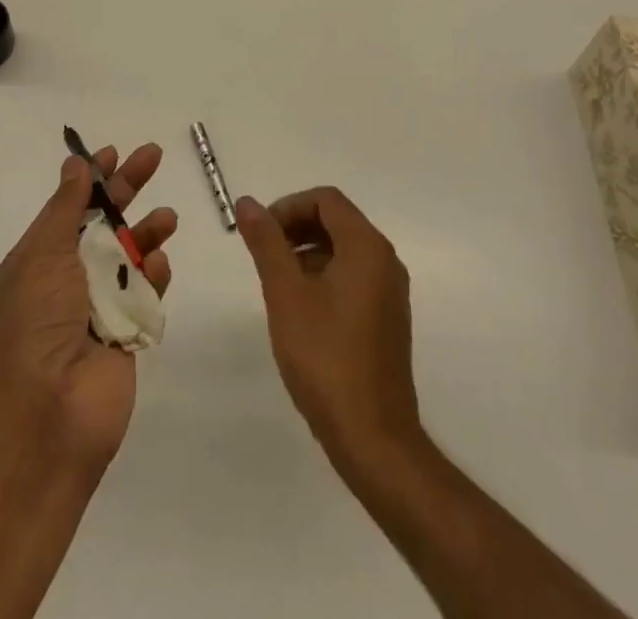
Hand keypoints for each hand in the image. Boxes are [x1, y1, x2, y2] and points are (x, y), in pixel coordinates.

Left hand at [0, 145, 176, 472]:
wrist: (48, 415)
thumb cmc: (36, 324)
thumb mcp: (43, 254)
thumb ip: (66, 208)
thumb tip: (76, 165)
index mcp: (40, 259)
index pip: (70, 206)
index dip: (91, 178)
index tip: (113, 152)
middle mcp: (69, 279)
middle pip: (105, 222)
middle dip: (128, 188)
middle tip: (154, 156)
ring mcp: (100, 307)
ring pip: (131, 255)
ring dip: (148, 232)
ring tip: (168, 218)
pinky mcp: (128, 334)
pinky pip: (146, 293)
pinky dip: (154, 275)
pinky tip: (160, 265)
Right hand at [236, 187, 420, 459]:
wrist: (373, 438)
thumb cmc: (325, 357)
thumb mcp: (285, 294)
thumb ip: (266, 243)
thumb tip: (247, 202)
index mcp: (367, 247)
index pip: (326, 200)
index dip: (288, 207)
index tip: (261, 233)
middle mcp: (385, 261)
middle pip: (336, 221)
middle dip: (296, 228)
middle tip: (264, 255)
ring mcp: (390, 292)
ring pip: (343, 251)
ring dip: (307, 253)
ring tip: (276, 285)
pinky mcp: (387, 320)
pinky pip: (353, 277)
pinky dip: (323, 277)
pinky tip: (300, 312)